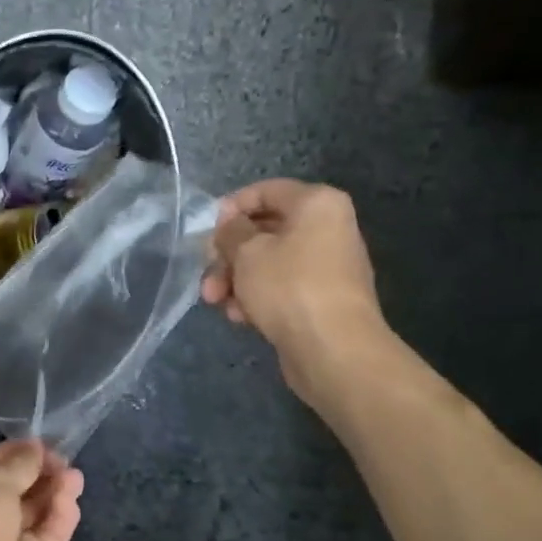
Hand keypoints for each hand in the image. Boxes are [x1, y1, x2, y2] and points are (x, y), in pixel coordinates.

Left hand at [0, 440, 83, 540]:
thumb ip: (19, 462)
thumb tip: (35, 447)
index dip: (16, 452)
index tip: (45, 443)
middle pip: (12, 487)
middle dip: (39, 472)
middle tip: (65, 460)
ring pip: (32, 511)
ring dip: (53, 492)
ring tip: (76, 476)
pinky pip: (46, 536)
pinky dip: (60, 517)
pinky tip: (72, 500)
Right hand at [201, 179, 385, 398]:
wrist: (334, 350)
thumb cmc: (289, 286)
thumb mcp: (247, 251)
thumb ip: (230, 231)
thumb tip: (230, 227)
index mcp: (317, 204)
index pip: (266, 191)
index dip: (231, 208)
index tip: (207, 231)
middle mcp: (327, 229)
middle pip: (264, 231)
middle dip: (228, 254)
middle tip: (207, 273)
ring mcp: (326, 266)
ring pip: (268, 262)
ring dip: (236, 279)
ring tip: (215, 301)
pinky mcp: (320, 299)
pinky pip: (280, 287)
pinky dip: (256, 297)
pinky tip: (239, 317)